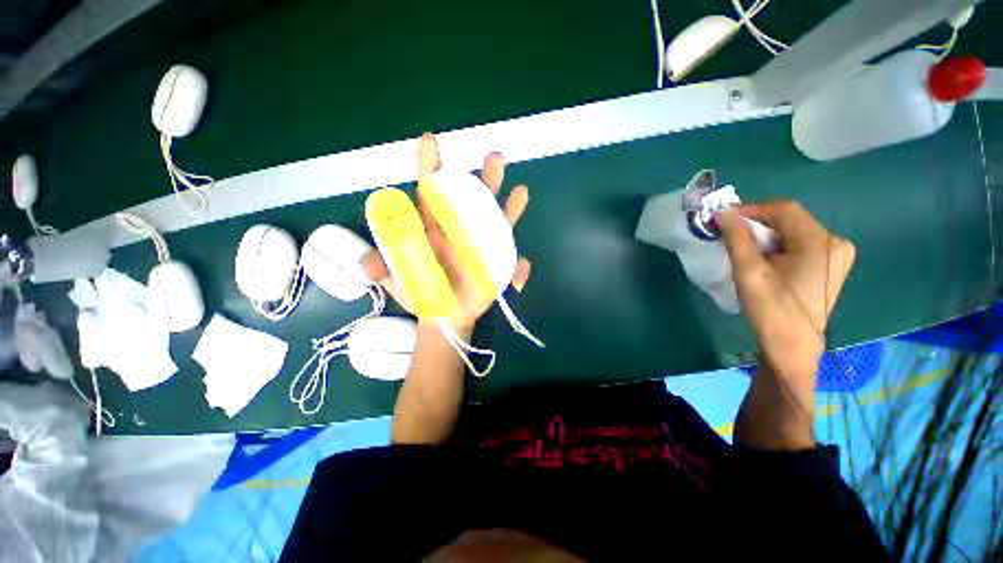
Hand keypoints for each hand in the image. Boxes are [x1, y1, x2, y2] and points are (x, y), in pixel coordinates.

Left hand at [362, 133, 531, 331]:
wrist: (442, 315)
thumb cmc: (419, 291)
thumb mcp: (395, 278)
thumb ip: (382, 267)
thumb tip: (366, 264)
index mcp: (433, 227)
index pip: (431, 191)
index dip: (430, 166)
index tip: (431, 141)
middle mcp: (460, 231)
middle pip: (474, 200)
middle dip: (484, 179)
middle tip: (495, 158)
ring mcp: (482, 248)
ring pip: (498, 223)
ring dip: (510, 208)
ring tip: (520, 192)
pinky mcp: (496, 268)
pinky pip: (510, 265)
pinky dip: (517, 267)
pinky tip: (520, 270)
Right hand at [716, 201, 855, 386]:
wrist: (792, 349)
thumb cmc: (771, 311)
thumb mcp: (749, 272)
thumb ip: (737, 238)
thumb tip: (722, 212)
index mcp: (821, 242)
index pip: (784, 208)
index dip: (750, 209)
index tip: (722, 220)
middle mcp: (835, 242)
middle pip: (790, 219)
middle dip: (756, 223)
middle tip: (728, 236)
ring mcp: (835, 255)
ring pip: (792, 231)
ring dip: (764, 235)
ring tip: (741, 249)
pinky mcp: (828, 266)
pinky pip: (798, 244)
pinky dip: (775, 246)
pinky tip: (761, 260)